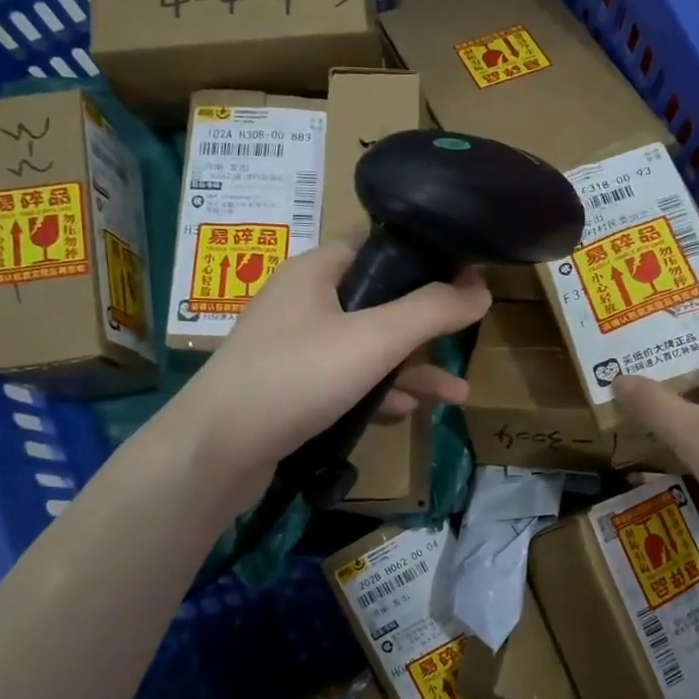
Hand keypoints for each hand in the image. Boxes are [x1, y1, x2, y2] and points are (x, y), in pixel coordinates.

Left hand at [166, 243, 490, 503]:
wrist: (216, 451)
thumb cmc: (296, 377)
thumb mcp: (374, 339)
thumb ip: (432, 312)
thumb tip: (482, 290)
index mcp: (316, 271)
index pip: (378, 247)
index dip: (424, 260)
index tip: (466, 279)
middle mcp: (304, 302)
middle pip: (378, 302)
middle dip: (424, 327)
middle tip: (465, 337)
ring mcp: (294, 348)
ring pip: (365, 349)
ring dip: (409, 369)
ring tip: (455, 394)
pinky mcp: (290, 388)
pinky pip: (345, 381)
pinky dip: (377, 393)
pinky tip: (405, 414)